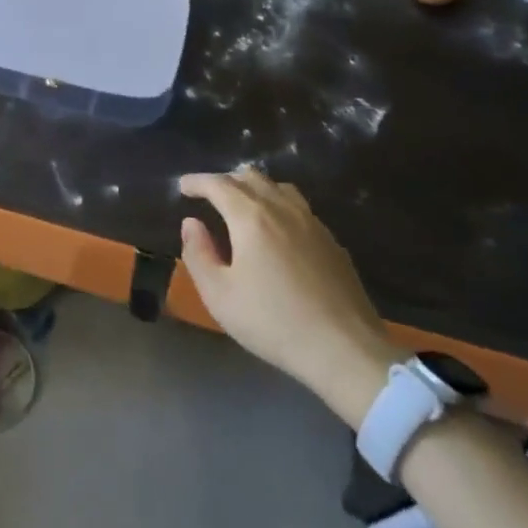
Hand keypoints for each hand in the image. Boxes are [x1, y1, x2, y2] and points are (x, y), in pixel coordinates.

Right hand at [179, 168, 398, 428]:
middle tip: (208, 196)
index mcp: (251, 217)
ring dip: (254, 188)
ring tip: (242, 205)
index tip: (183, 187)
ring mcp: (312, 223)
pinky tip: (277, 229)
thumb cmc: (274, 322)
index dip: (197, 181)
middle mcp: (282, 209)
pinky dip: (278, 205)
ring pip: (278, 187)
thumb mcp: (219, 295)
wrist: (344, 349)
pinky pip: (299, 207)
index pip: (218, 184)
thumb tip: (191, 223)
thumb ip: (198, 253)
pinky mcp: (332, 241)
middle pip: (250, 177)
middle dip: (224, 181)